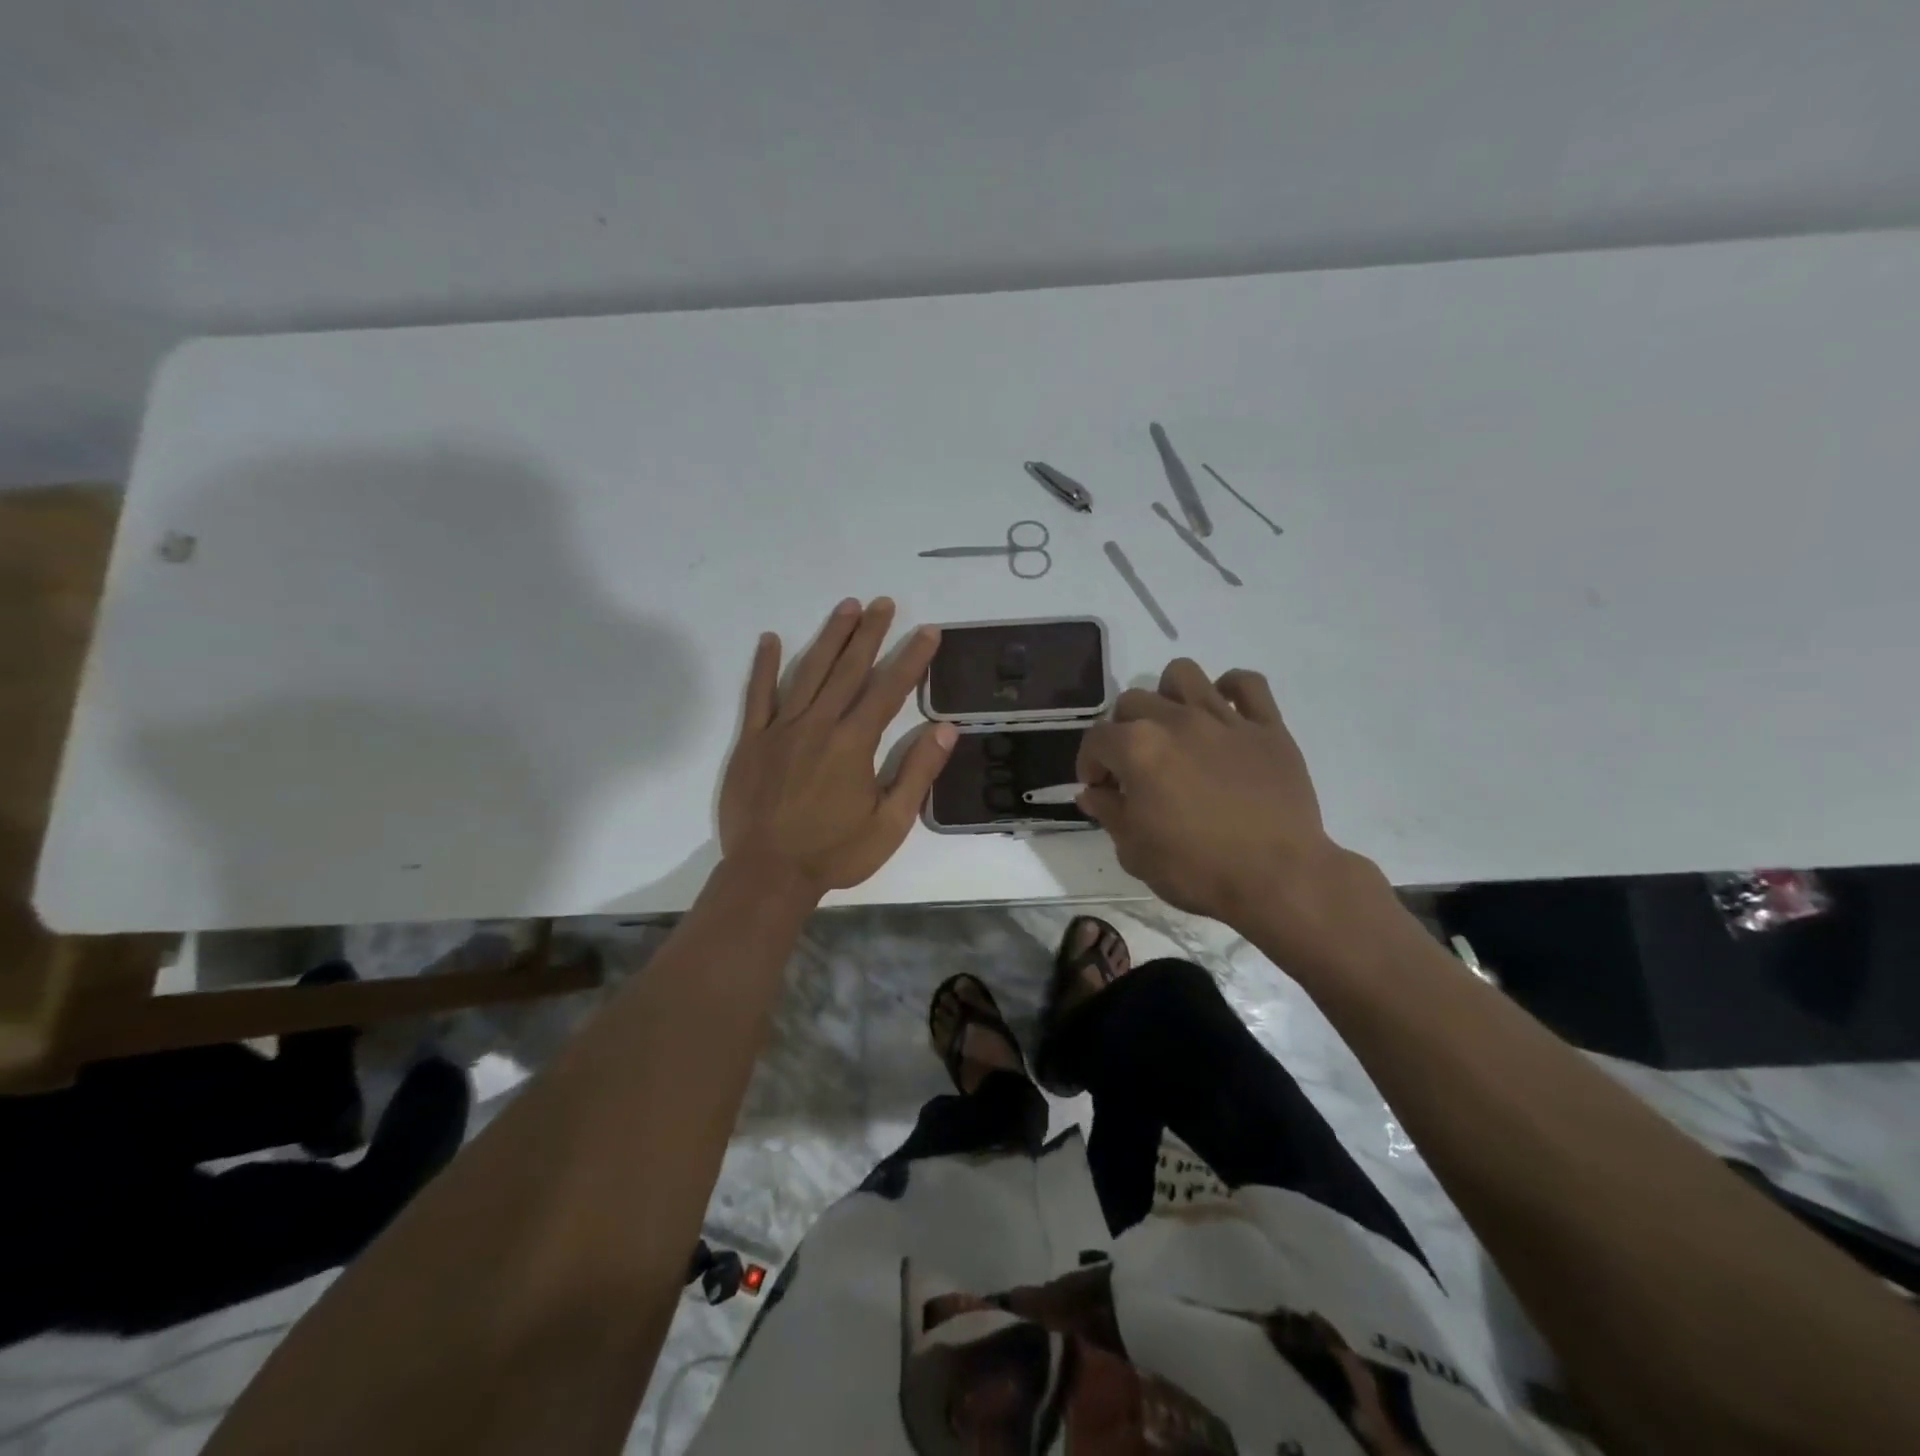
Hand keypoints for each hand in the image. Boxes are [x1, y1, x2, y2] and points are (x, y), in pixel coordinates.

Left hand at [720, 598, 955, 898]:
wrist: (768, 875)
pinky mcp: (752, 741)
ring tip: (847, 607)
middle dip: (869, 634)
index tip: (927, 631)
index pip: (888, 690)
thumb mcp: (890, 824)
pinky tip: (771, 639)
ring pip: (808, 673)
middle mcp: (819, 725)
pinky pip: (758, 696)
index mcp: (854, 744)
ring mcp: (781, 729)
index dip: (910, 658)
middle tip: (884, 602)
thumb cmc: (835, 853)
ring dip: (829, 638)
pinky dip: (764, 666)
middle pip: (848, 670)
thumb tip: (945, 729)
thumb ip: (917, 773)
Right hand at [1076, 660, 1383, 955]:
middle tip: (1133, 765)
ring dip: (1168, 695)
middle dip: (1122, 731)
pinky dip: (1231, 689)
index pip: (1096, 740)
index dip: (1089, 764)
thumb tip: (1093, 792)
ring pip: (1184, 674)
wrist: (1278, 878)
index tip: (1099, 788)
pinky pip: (1248, 683)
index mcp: (1138, 749)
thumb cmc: (1197, 870)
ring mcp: (1225, 719)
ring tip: (1172, 728)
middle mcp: (1177, 721)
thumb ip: (1109, 813)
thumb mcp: (1135, 852)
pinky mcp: (1267, 727)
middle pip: (1133, 702)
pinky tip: (1223, 713)